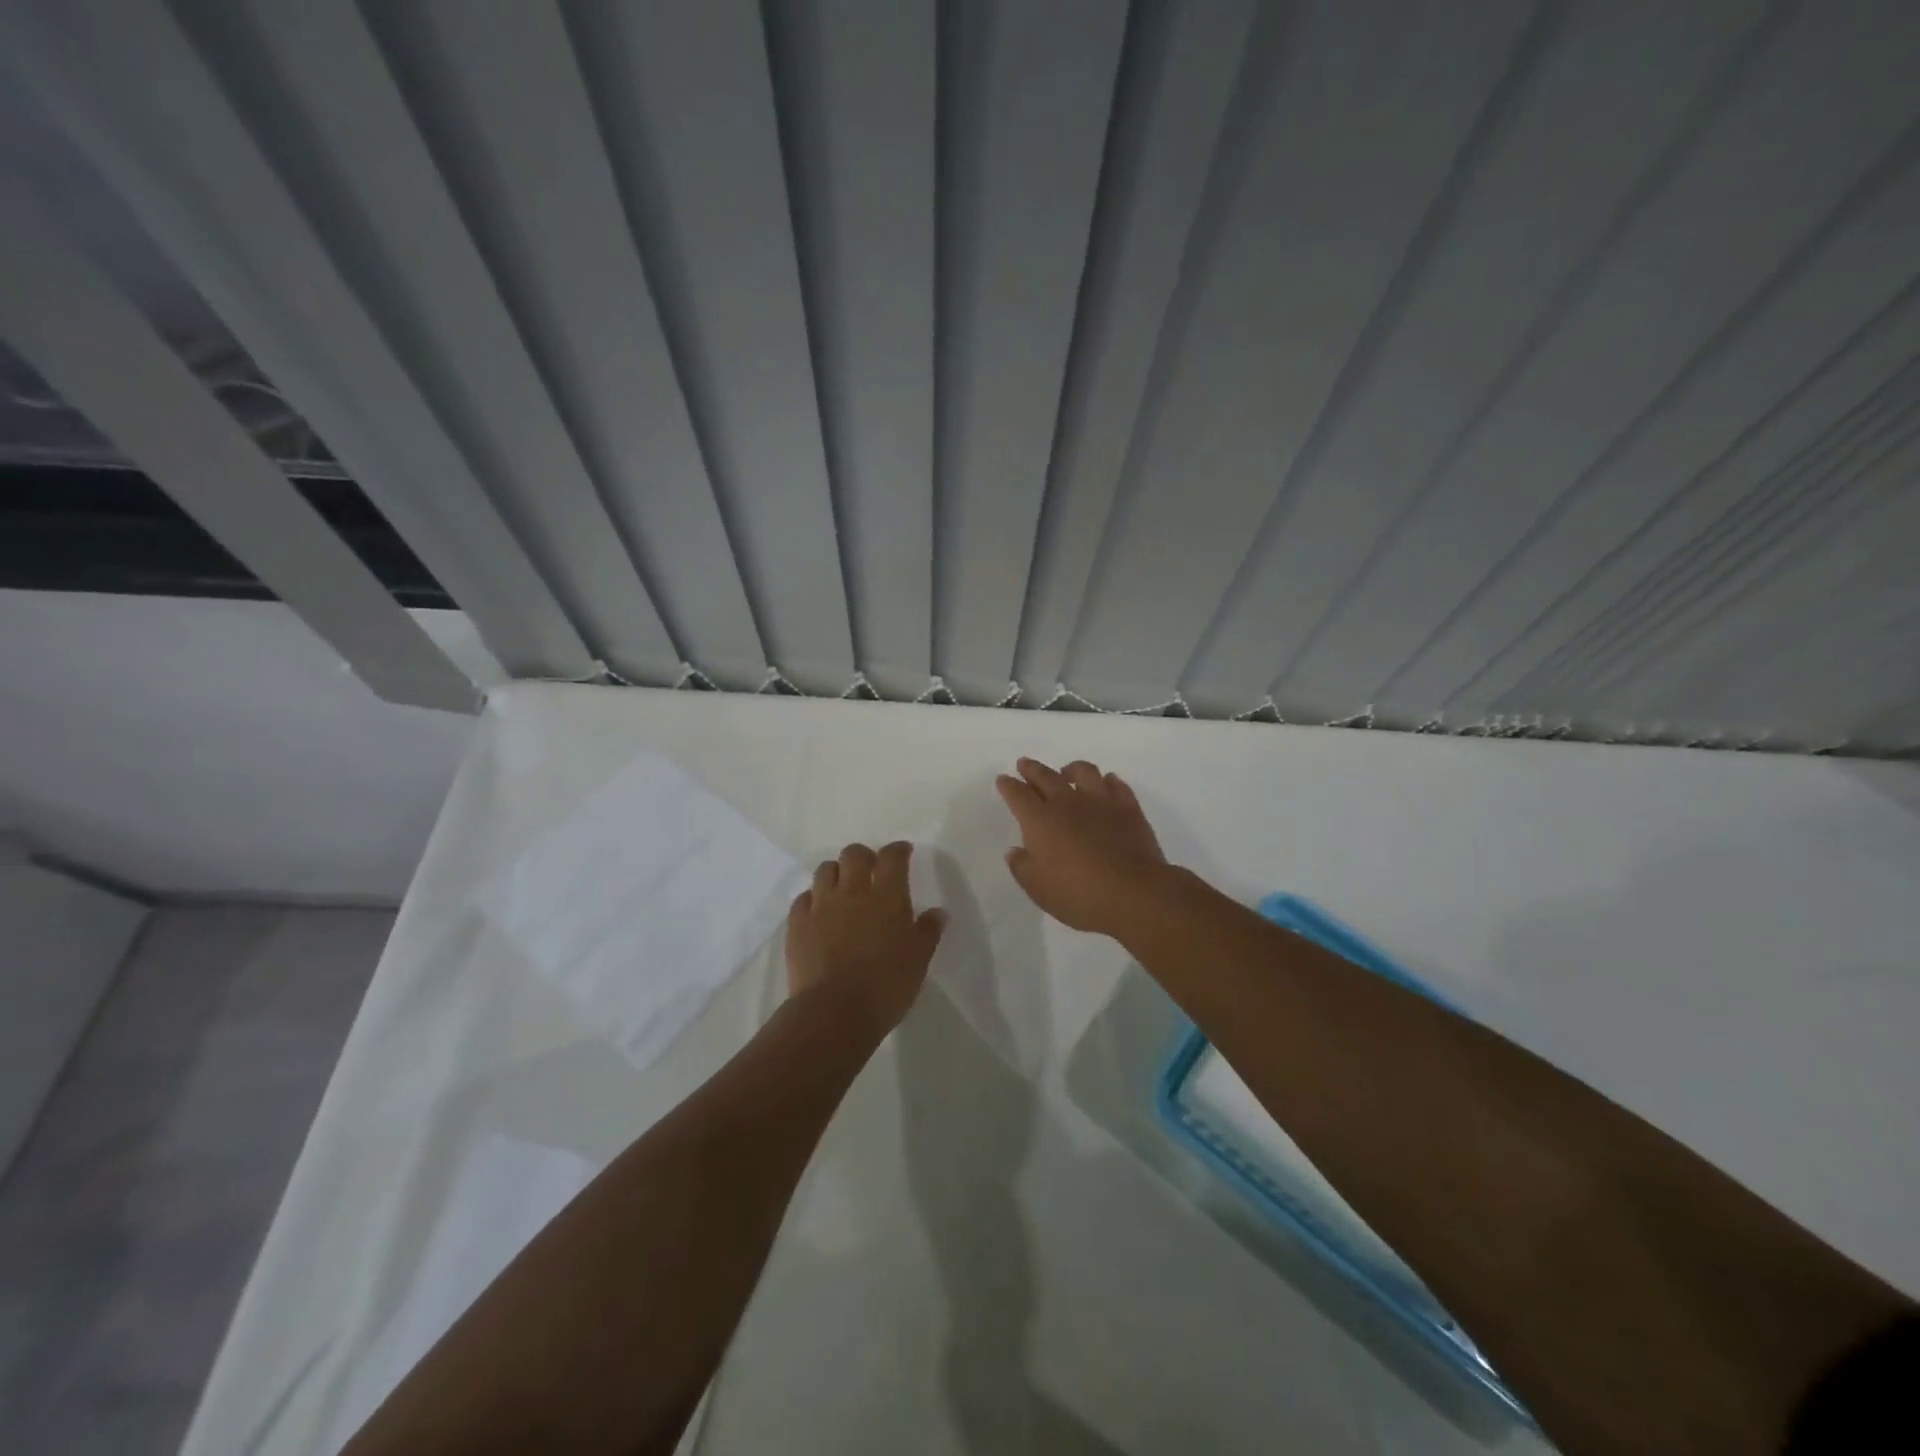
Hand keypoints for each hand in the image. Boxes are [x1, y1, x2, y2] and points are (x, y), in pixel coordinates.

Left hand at [785, 841, 946, 1031]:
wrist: (834, 1012)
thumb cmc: (886, 985)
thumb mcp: (919, 960)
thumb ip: (928, 931)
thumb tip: (938, 912)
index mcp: (887, 895)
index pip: (892, 857)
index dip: (898, 850)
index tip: (904, 853)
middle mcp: (852, 891)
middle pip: (854, 854)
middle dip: (864, 856)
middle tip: (872, 870)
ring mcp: (821, 905)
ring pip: (825, 870)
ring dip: (836, 873)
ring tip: (843, 889)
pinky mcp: (797, 924)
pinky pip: (803, 898)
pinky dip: (813, 899)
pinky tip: (819, 912)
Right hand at [995, 757, 1168, 935]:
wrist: (1133, 892)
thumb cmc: (1078, 894)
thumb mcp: (1038, 888)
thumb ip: (1022, 867)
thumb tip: (1016, 851)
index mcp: (1040, 820)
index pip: (1018, 794)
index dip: (1009, 785)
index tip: (1003, 779)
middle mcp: (1067, 802)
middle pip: (1046, 776)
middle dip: (1032, 769)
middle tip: (1024, 763)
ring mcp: (1101, 801)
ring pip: (1083, 771)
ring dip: (1071, 769)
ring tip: (1067, 772)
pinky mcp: (1128, 808)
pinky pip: (1116, 784)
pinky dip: (1107, 781)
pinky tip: (1106, 784)